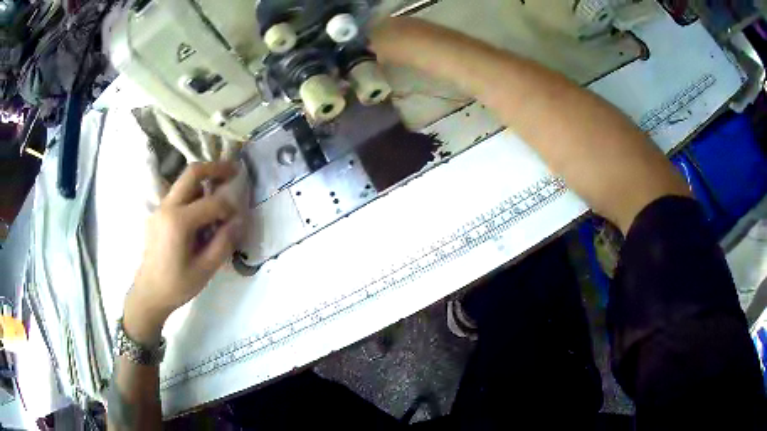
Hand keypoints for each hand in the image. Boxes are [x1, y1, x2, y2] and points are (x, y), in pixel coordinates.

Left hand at [124, 162, 243, 344]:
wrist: (149, 293)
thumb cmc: (177, 285)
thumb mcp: (205, 269)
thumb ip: (224, 242)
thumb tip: (239, 220)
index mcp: (178, 222)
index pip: (212, 203)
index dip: (229, 208)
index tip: (238, 220)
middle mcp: (167, 207)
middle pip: (192, 173)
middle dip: (215, 168)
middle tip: (234, 170)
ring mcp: (160, 208)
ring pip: (184, 182)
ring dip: (203, 181)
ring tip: (219, 191)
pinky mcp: (158, 214)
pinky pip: (178, 195)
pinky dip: (193, 194)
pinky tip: (201, 212)